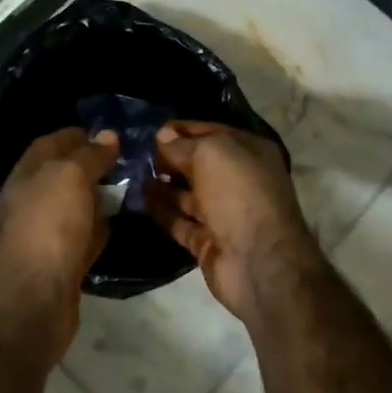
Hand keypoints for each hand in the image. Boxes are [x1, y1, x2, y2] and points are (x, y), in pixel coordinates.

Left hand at [0, 127, 119, 367]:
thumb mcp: (70, 176)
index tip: (113, 135)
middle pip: (65, 174)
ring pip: (75, 206)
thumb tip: (107, 135)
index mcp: (28, 172)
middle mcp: (32, 199)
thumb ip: (89, 155)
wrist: (33, 299)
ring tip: (131, 190)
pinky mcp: (59, 261)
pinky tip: (115, 227)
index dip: (80, 135)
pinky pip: (82, 236)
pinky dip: (97, 230)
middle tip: (130, 162)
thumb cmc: (49, 226)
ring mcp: (44, 232)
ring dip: (98, 199)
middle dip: (94, 166)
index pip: (54, 142)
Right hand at [148, 121, 320, 323]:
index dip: (182, 130)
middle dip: (170, 158)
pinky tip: (140, 199)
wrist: (259, 262)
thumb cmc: (238, 194)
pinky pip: (181, 221)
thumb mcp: (210, 155)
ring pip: (188, 194)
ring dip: (163, 184)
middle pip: (199, 164)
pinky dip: (162, 211)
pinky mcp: (209, 241)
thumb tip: (162, 136)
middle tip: (138, 154)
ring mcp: (224, 214)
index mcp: (249, 153)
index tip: (152, 131)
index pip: (211, 133)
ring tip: (132, 175)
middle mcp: (239, 181)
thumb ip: (183, 145)